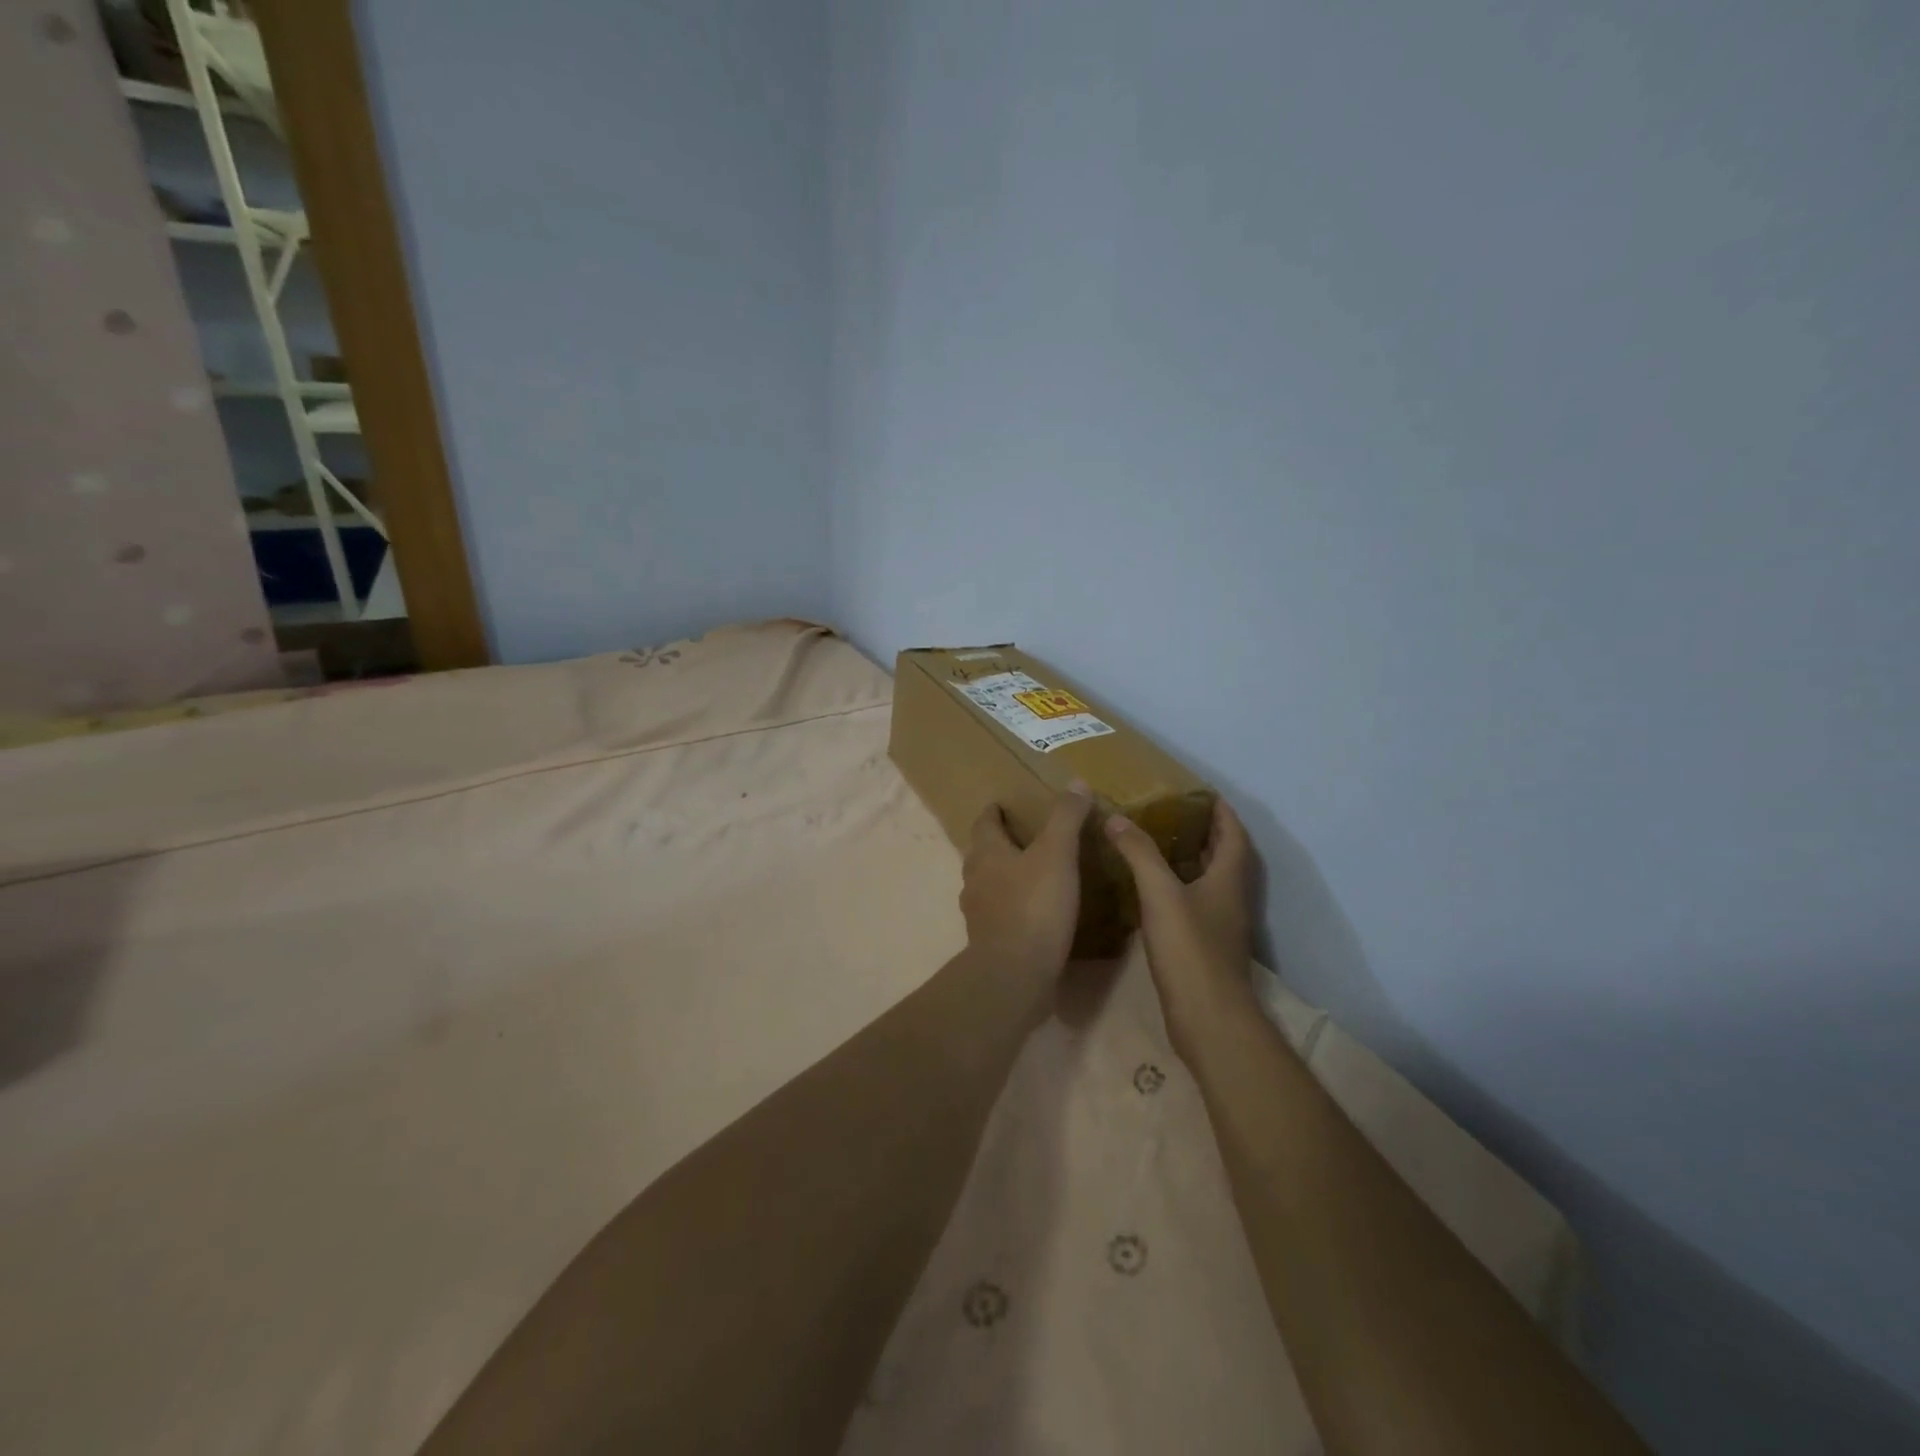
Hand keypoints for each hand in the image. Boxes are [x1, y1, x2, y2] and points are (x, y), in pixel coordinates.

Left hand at [960, 787, 1092, 998]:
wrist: (1015, 974)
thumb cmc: (1034, 906)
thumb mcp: (1057, 854)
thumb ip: (1066, 818)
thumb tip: (1076, 782)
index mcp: (987, 854)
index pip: (984, 823)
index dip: (993, 812)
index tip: (1001, 805)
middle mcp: (975, 880)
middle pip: (982, 854)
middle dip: (998, 843)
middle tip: (1022, 837)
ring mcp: (978, 914)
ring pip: (988, 885)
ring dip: (1004, 876)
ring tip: (1030, 874)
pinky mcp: (989, 942)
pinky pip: (999, 915)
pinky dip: (1012, 907)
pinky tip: (1033, 913)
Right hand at [1104, 798, 1254, 1058]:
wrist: (1208, 1017)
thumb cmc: (1190, 949)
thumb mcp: (1160, 893)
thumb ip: (1139, 853)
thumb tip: (1117, 817)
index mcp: (1229, 878)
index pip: (1233, 832)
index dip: (1221, 810)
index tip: (1199, 792)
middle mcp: (1231, 897)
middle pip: (1225, 855)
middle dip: (1204, 831)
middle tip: (1170, 813)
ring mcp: (1221, 923)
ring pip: (1210, 880)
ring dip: (1191, 859)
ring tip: (1156, 843)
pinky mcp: (1206, 945)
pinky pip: (1196, 903)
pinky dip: (1179, 887)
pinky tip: (1151, 890)